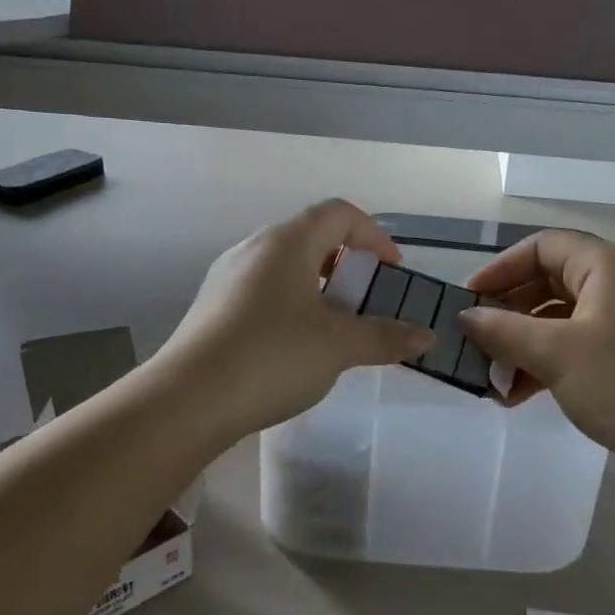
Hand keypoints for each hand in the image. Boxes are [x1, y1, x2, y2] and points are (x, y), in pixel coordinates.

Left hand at [155, 200, 433, 441]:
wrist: (187, 400)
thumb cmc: (271, 358)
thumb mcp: (338, 347)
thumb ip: (385, 337)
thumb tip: (426, 338)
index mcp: (287, 242)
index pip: (340, 214)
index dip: (375, 237)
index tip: (392, 274)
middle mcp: (254, 248)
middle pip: (312, 237)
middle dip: (349, 266)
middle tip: (368, 303)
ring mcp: (227, 276)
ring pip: (286, 267)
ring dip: (320, 289)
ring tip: (336, 328)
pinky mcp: (212, 306)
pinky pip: (263, 291)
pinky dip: (292, 305)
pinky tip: (295, 347)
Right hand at [458, 230, 614, 476]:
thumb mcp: (554, 354)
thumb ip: (503, 330)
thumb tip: (464, 317)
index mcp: (606, 265)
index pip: (541, 247)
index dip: (500, 269)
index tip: (468, 300)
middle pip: (547, 282)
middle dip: (507, 314)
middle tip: (474, 342)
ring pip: (557, 318)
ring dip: (521, 345)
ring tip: (492, 380)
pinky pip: (573, 344)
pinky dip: (544, 362)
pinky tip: (517, 394)